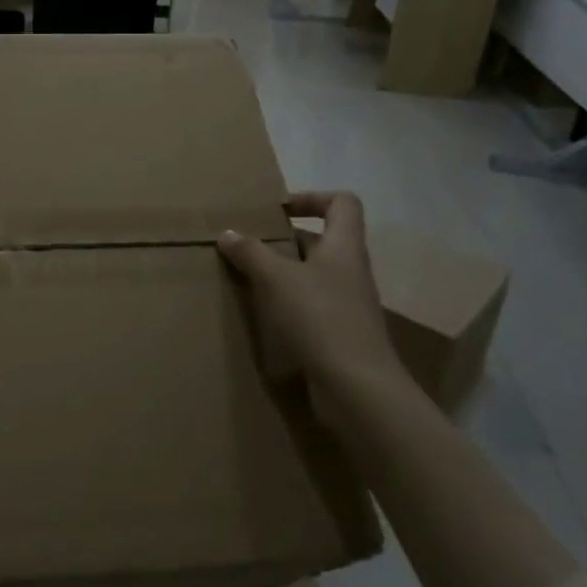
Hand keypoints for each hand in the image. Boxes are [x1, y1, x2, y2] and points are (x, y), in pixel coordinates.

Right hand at [218, 192, 404, 405]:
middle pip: (321, 240)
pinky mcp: (339, 334)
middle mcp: (350, 270)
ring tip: (246, 278)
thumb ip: (251, 253)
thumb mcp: (277, 279)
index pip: (342, 203)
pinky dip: (286, 304)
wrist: (358, 389)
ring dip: (282, 273)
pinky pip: (310, 306)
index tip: (277, 210)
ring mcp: (347, 304)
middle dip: (284, 240)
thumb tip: (228, 233)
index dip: (312, 198)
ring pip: (312, 275)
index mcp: (344, 247)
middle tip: (248, 245)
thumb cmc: (321, 319)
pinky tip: (261, 314)